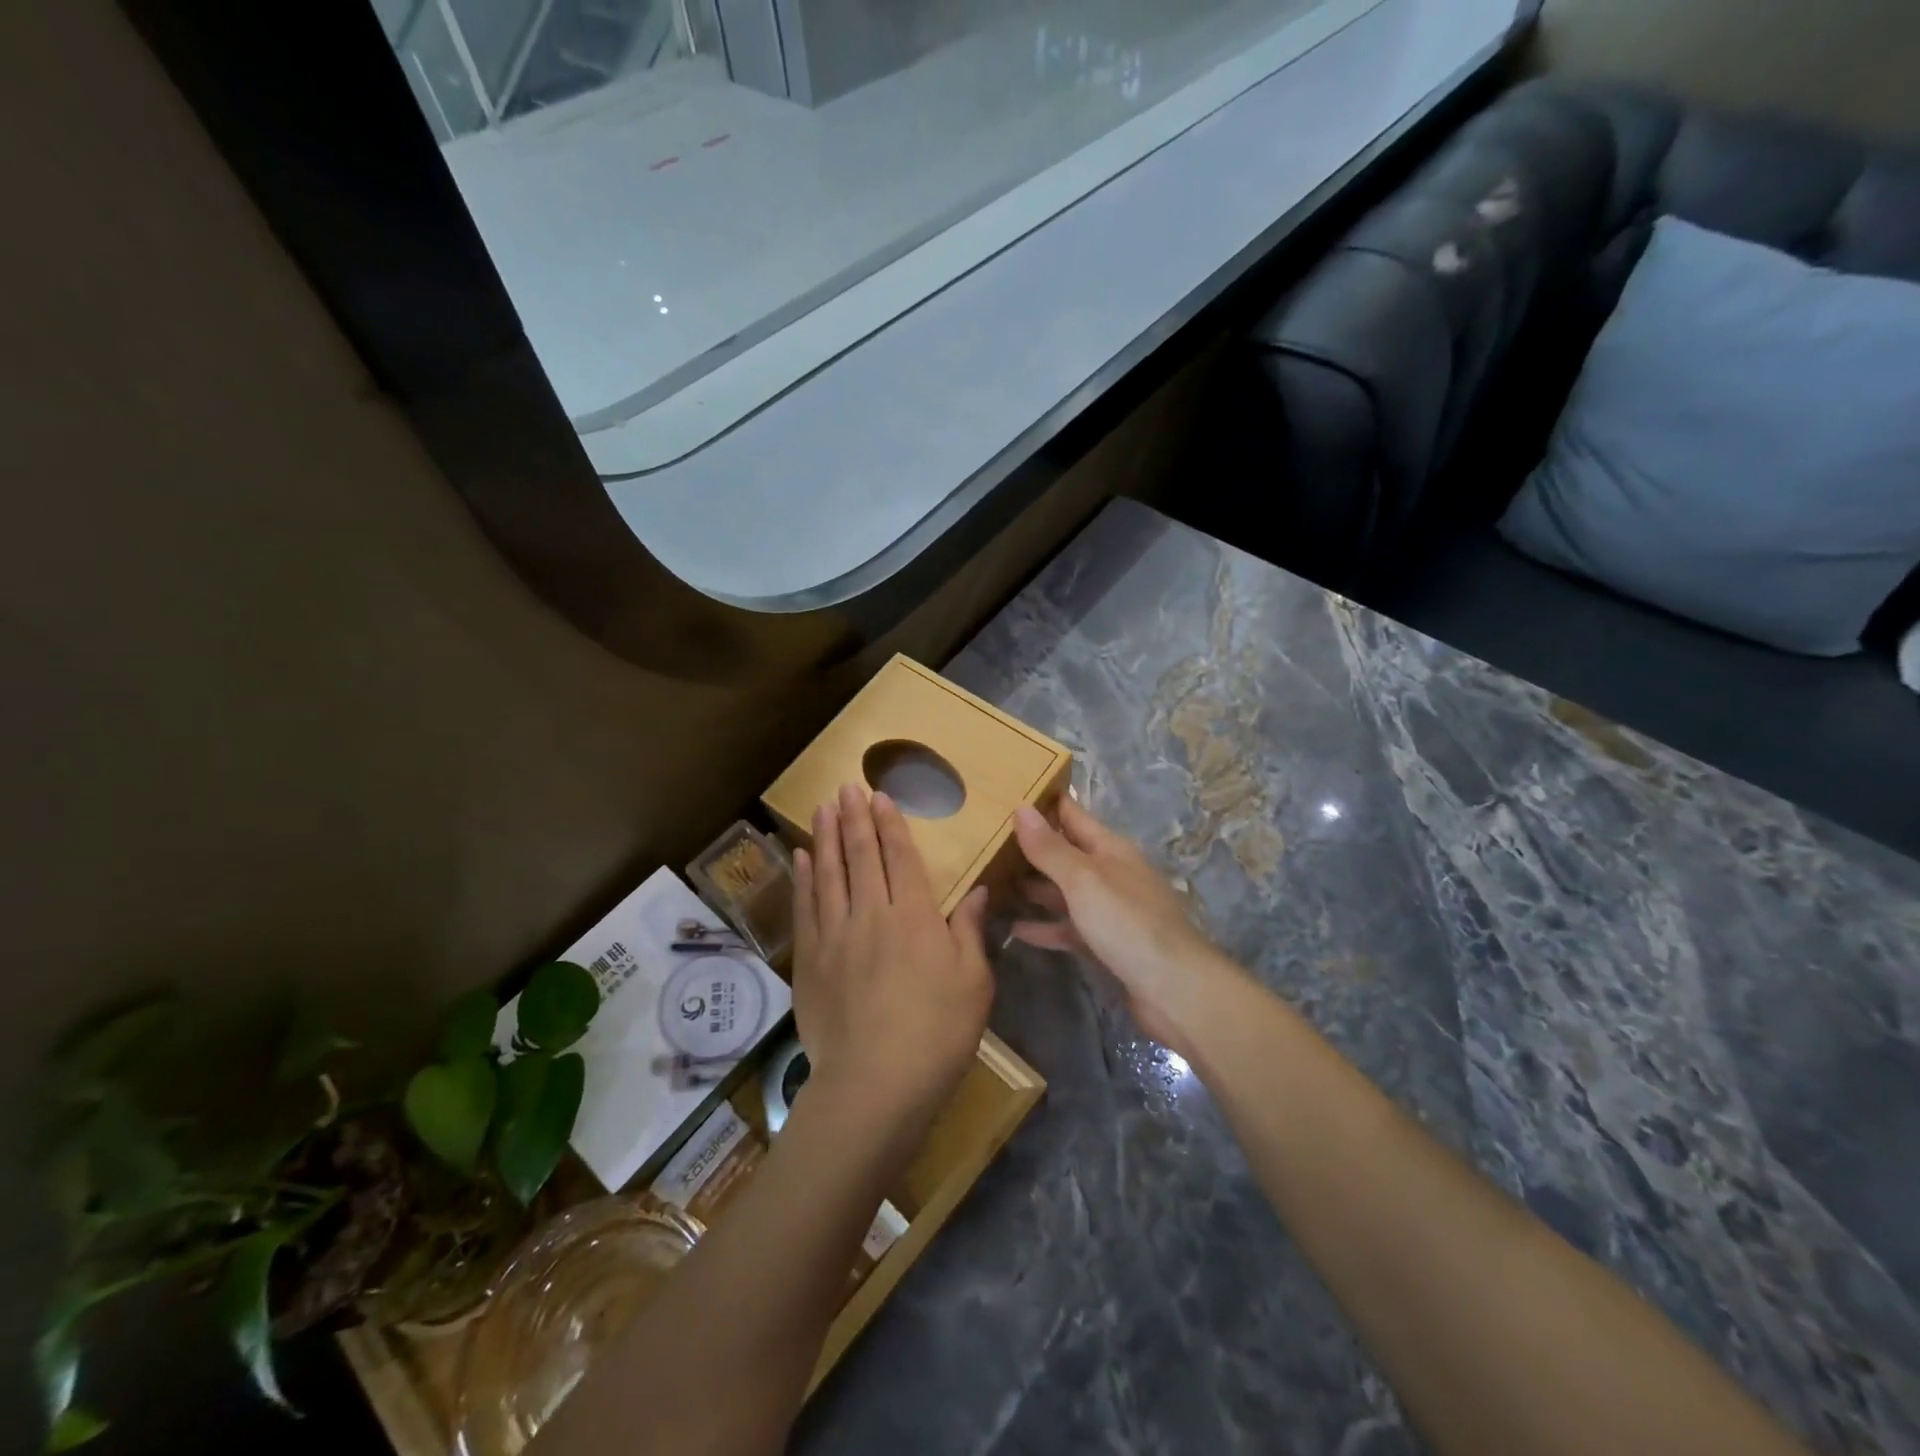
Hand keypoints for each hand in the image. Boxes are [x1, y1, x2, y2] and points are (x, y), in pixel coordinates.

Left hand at [791, 785, 993, 1143]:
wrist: (876, 1085)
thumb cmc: (938, 1034)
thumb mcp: (974, 983)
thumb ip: (971, 931)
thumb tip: (979, 890)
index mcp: (916, 917)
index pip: (901, 858)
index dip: (891, 824)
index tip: (880, 796)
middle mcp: (872, 915)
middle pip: (861, 856)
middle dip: (854, 818)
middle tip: (846, 787)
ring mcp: (836, 936)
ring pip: (829, 874)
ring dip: (825, 837)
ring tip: (822, 808)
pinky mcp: (810, 960)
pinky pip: (806, 908)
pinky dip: (803, 879)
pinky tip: (801, 859)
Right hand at [1011, 798, 1241, 1054]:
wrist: (1174, 988)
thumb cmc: (1128, 922)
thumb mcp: (1084, 879)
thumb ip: (1051, 848)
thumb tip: (1021, 809)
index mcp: (1110, 849)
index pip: (1072, 815)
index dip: (1044, 802)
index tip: (1008, 792)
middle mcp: (1110, 874)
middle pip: (1065, 853)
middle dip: (1031, 847)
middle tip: (986, 840)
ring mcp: (1109, 910)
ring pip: (1064, 891)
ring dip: (1034, 887)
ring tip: (992, 881)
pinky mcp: (1105, 944)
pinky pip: (1067, 928)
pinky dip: (1044, 927)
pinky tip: (1014, 929)